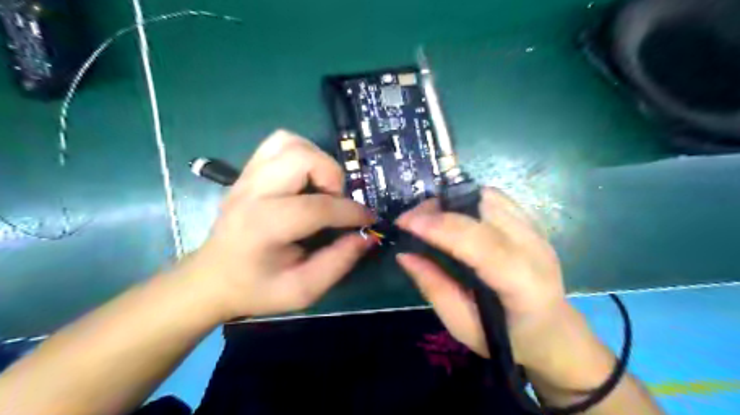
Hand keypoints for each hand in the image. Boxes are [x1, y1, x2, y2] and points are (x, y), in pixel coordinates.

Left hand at [180, 132, 375, 319]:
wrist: (213, 278)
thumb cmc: (257, 288)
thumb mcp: (303, 290)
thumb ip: (339, 262)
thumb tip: (367, 236)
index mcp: (265, 226)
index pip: (318, 206)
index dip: (352, 212)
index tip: (368, 220)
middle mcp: (253, 193)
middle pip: (302, 158)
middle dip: (332, 177)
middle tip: (336, 202)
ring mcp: (247, 177)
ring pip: (290, 142)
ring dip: (317, 161)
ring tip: (321, 188)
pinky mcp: (248, 172)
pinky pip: (279, 143)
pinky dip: (301, 153)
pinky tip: (306, 178)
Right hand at [396, 188, 568, 365]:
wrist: (554, 332)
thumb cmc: (508, 339)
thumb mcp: (463, 326)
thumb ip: (434, 288)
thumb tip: (404, 254)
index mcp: (523, 284)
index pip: (481, 242)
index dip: (440, 226)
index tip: (404, 222)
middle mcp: (535, 249)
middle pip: (485, 208)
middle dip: (440, 207)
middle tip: (411, 219)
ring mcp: (537, 232)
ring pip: (490, 196)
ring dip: (452, 200)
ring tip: (429, 216)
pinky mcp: (533, 224)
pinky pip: (496, 199)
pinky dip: (468, 200)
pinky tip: (454, 216)